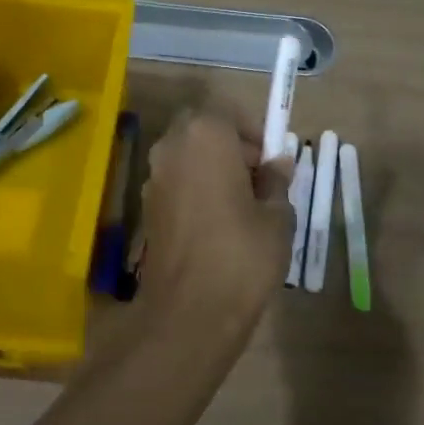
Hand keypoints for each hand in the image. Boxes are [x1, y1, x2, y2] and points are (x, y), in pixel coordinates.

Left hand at [139, 107, 295, 328]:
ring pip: (187, 157)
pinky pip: (176, 183)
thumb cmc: (242, 254)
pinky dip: (195, 190)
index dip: (253, 131)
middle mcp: (171, 146)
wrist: (189, 313)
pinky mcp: (146, 207)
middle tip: (257, 179)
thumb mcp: (276, 216)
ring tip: (240, 205)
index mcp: (205, 135)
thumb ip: (276, 181)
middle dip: (230, 146)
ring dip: (211, 168)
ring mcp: (153, 177)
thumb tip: (277, 164)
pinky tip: (216, 225)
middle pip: (203, 130)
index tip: (271, 160)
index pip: (229, 111)